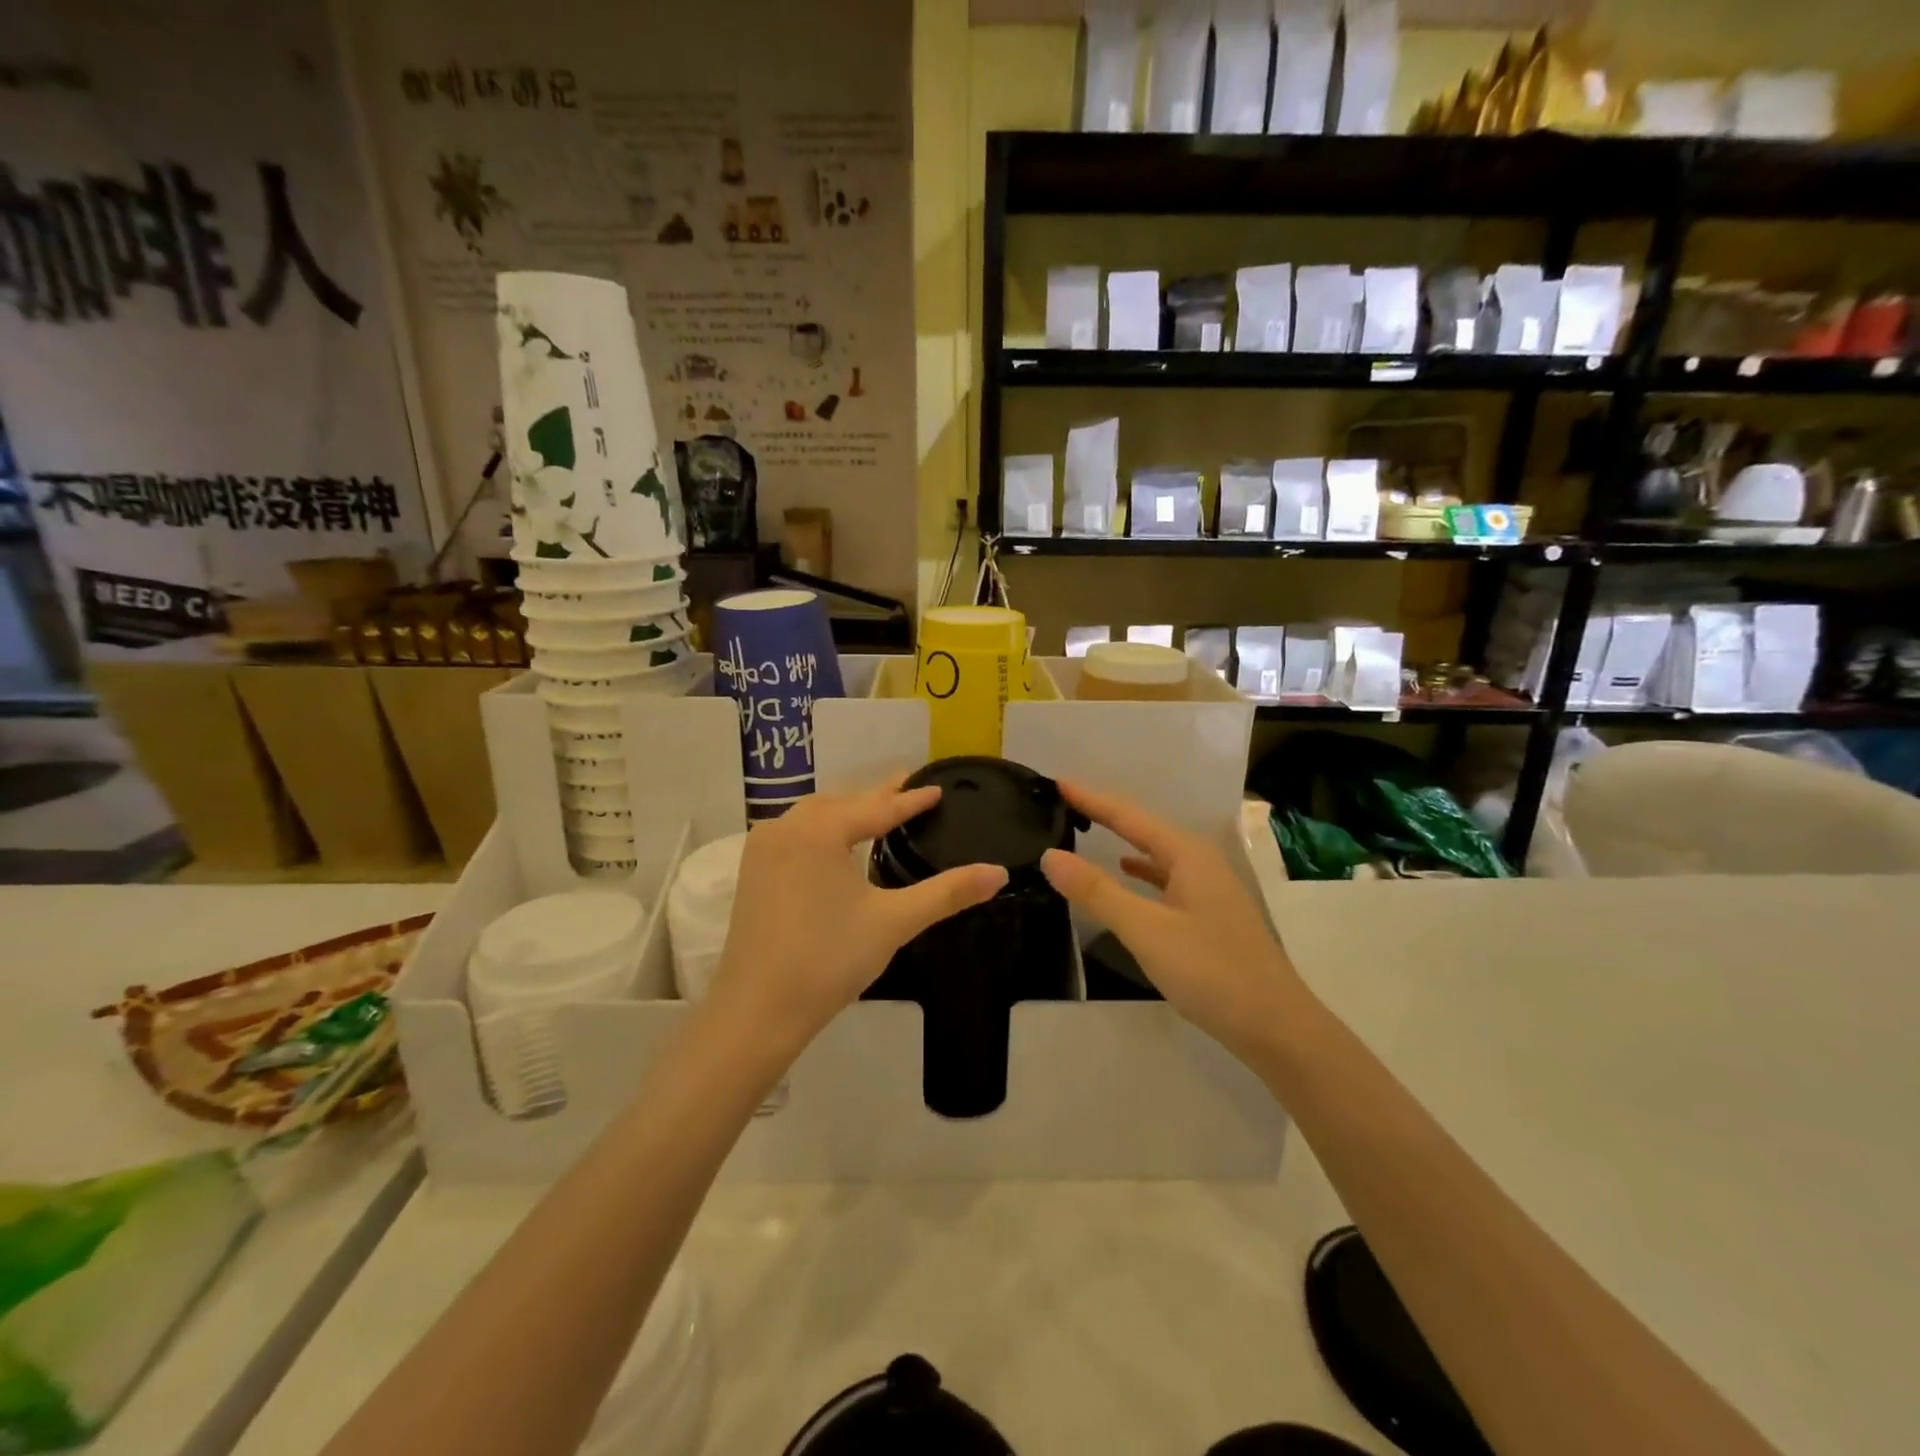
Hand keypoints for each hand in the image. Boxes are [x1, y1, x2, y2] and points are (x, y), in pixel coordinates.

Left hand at [711, 779, 1007, 1054]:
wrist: (757, 1011)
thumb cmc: (829, 960)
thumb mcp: (894, 922)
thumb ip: (948, 892)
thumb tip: (999, 873)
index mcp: (818, 831)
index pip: (877, 808)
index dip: (911, 800)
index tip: (938, 788)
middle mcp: (786, 827)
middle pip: (842, 803)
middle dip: (878, 797)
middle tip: (911, 790)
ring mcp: (763, 848)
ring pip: (814, 816)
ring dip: (848, 810)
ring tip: (878, 810)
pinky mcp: (752, 870)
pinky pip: (795, 833)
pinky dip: (822, 829)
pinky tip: (836, 842)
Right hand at [1040, 781, 1304, 1060]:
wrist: (1277, 1028)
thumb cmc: (1212, 972)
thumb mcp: (1147, 931)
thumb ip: (1098, 892)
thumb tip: (1050, 855)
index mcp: (1188, 855)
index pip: (1129, 816)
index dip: (1091, 799)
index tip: (1057, 782)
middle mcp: (1200, 862)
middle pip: (1144, 828)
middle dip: (1106, 813)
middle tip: (1066, 801)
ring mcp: (1209, 889)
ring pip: (1156, 853)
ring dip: (1122, 840)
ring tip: (1088, 829)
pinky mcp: (1209, 915)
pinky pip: (1166, 877)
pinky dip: (1141, 870)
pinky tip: (1128, 873)